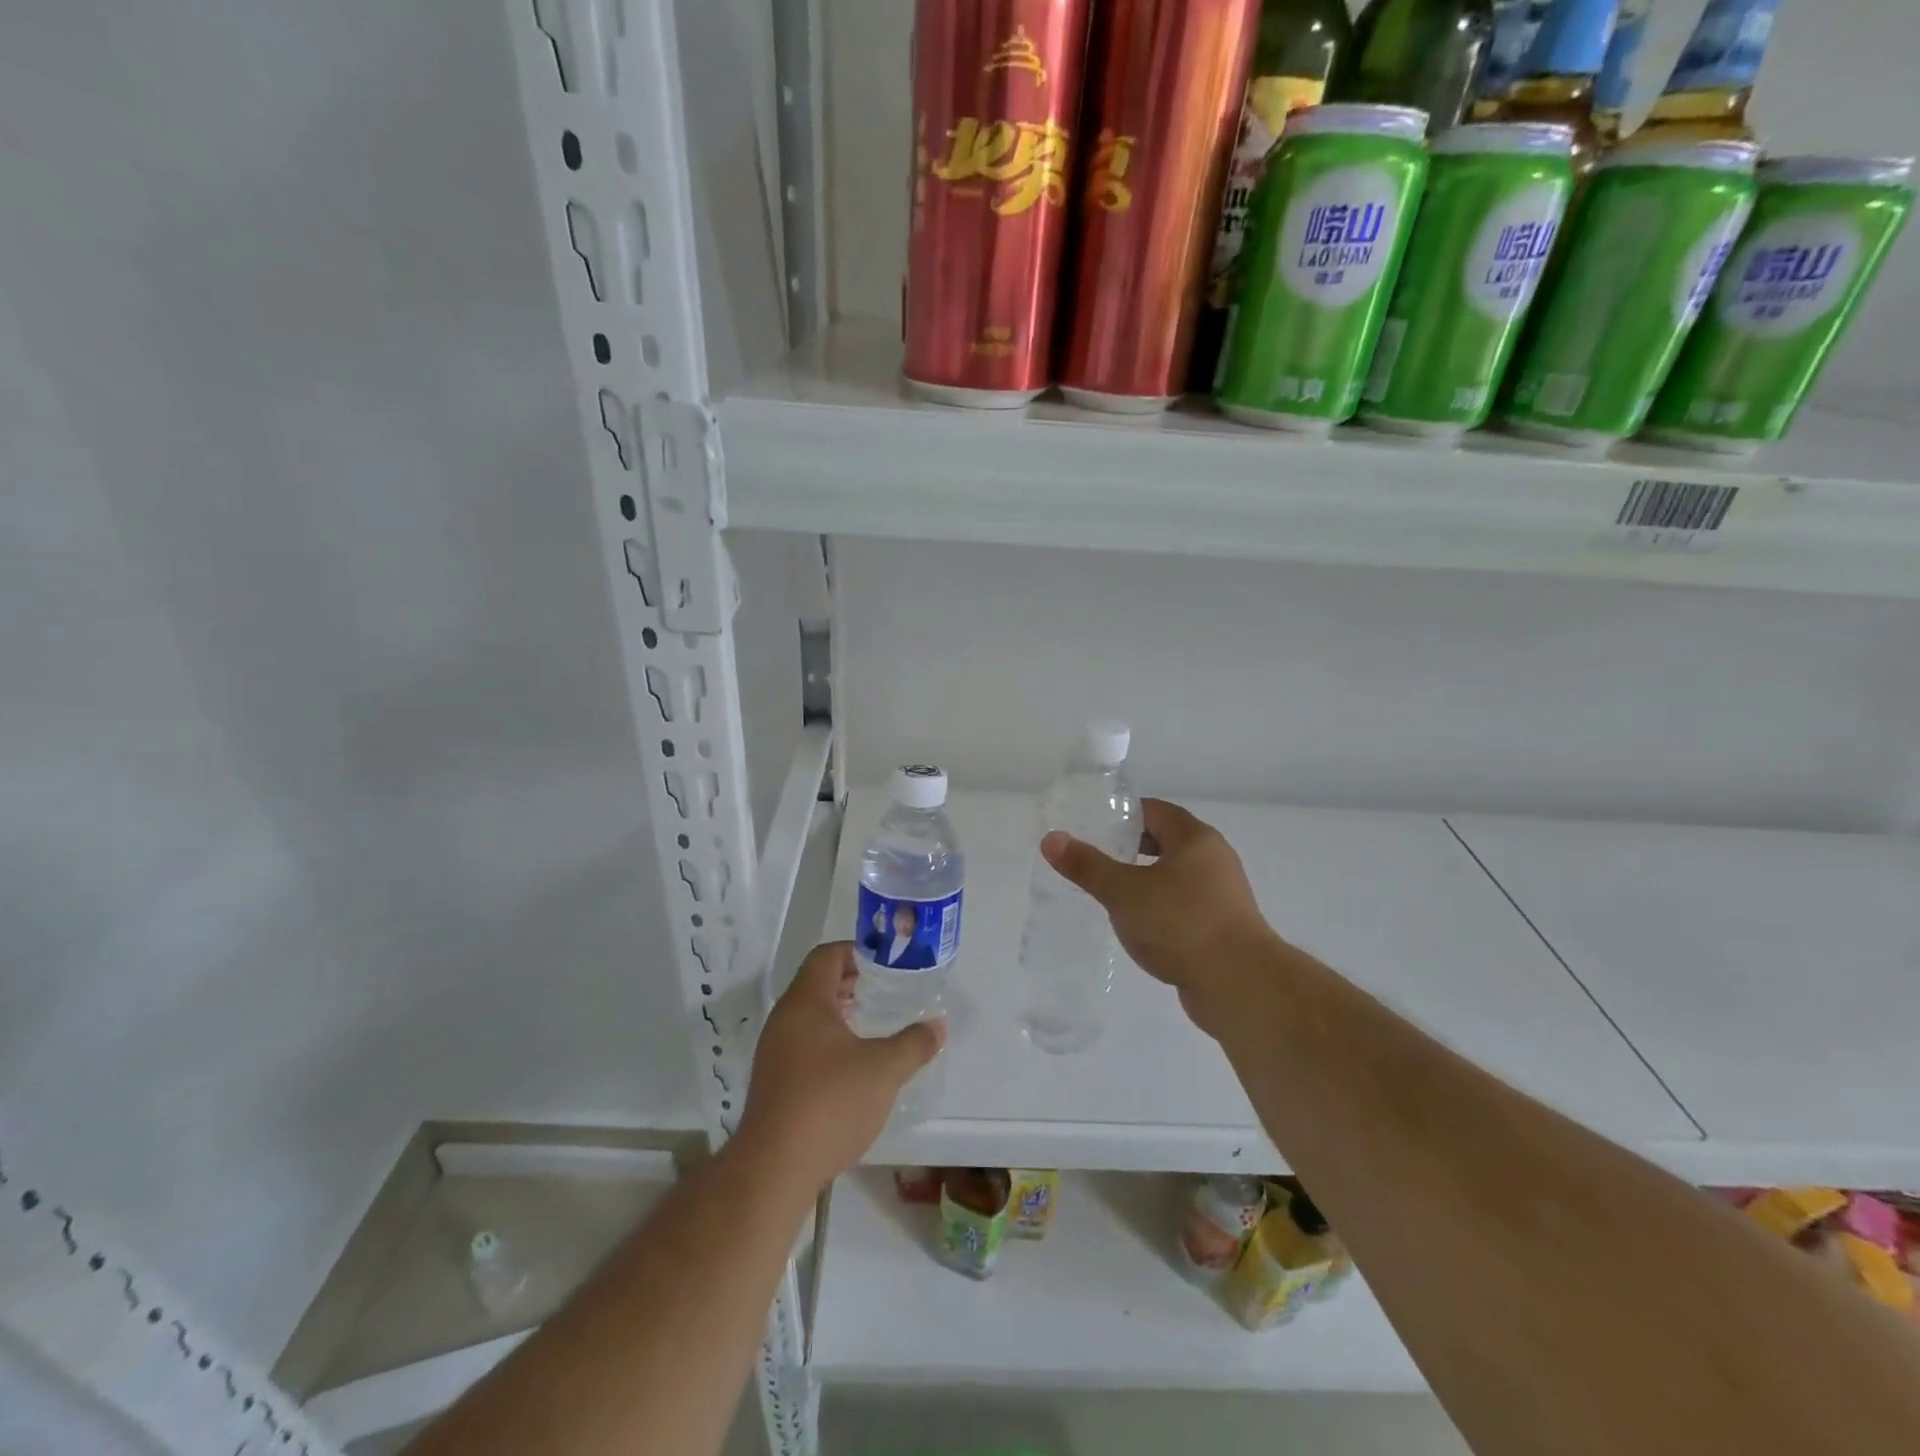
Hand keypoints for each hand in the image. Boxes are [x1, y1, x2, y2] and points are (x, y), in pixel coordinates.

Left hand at [736, 942, 943, 1190]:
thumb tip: (937, 1026)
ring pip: (810, 1016)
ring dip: (841, 1013)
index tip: (886, 964)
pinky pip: (803, 1043)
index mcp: (806, 1001)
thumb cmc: (831, 1102)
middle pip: (817, 983)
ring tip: (874, 1024)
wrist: (775, 1168)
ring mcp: (774, 1051)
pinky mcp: (773, 1081)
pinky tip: (853, 1064)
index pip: (827, 955)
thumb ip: (913, 1044)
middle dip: (852, 983)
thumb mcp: (884, 1069)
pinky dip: (829, 1041)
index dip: (856, 952)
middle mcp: (784, 1018)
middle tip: (887, 991)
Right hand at [1041, 798, 1278, 1035]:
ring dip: (1147, 880)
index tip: (1093, 827)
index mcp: (1195, 839)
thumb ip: (1087, 866)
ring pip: (1176, 876)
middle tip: (1097, 858)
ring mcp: (1223, 895)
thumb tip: (1051, 839)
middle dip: (1132, 847)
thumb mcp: (1124, 892)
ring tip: (1112, 894)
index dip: (1123, 815)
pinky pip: (1185, 905)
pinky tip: (1140, 926)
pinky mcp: (1224, 927)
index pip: (1155, 811)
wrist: (1240, 984)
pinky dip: (1162, 907)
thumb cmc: (1180, 924)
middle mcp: (1214, 859)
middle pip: (1167, 841)